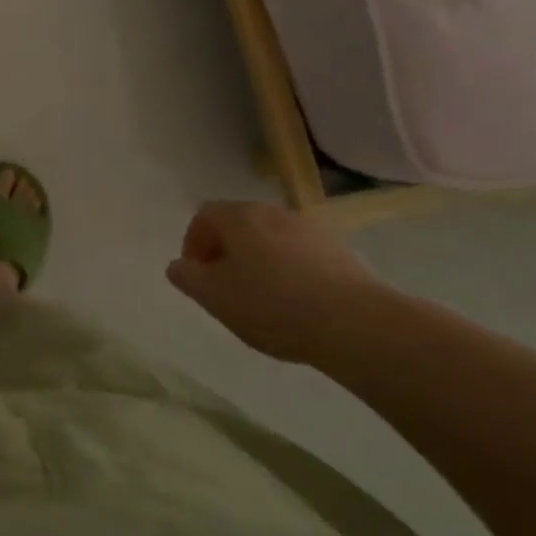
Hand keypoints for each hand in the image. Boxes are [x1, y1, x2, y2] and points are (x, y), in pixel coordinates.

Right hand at [166, 200, 380, 364]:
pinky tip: (298, 304)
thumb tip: (178, 266)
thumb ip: (188, 278)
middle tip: (226, 286)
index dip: (194, 243)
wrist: (356, 324)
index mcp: (238, 216)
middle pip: (239, 224)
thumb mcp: (215, 297)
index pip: (204, 216)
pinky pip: (302, 255)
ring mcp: (309, 229)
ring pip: (271, 239)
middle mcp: (272, 212)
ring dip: (260, 261)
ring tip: (263, 299)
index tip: (197, 275)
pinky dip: (291, 272)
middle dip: (227, 251)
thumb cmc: (273, 304)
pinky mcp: (341, 252)